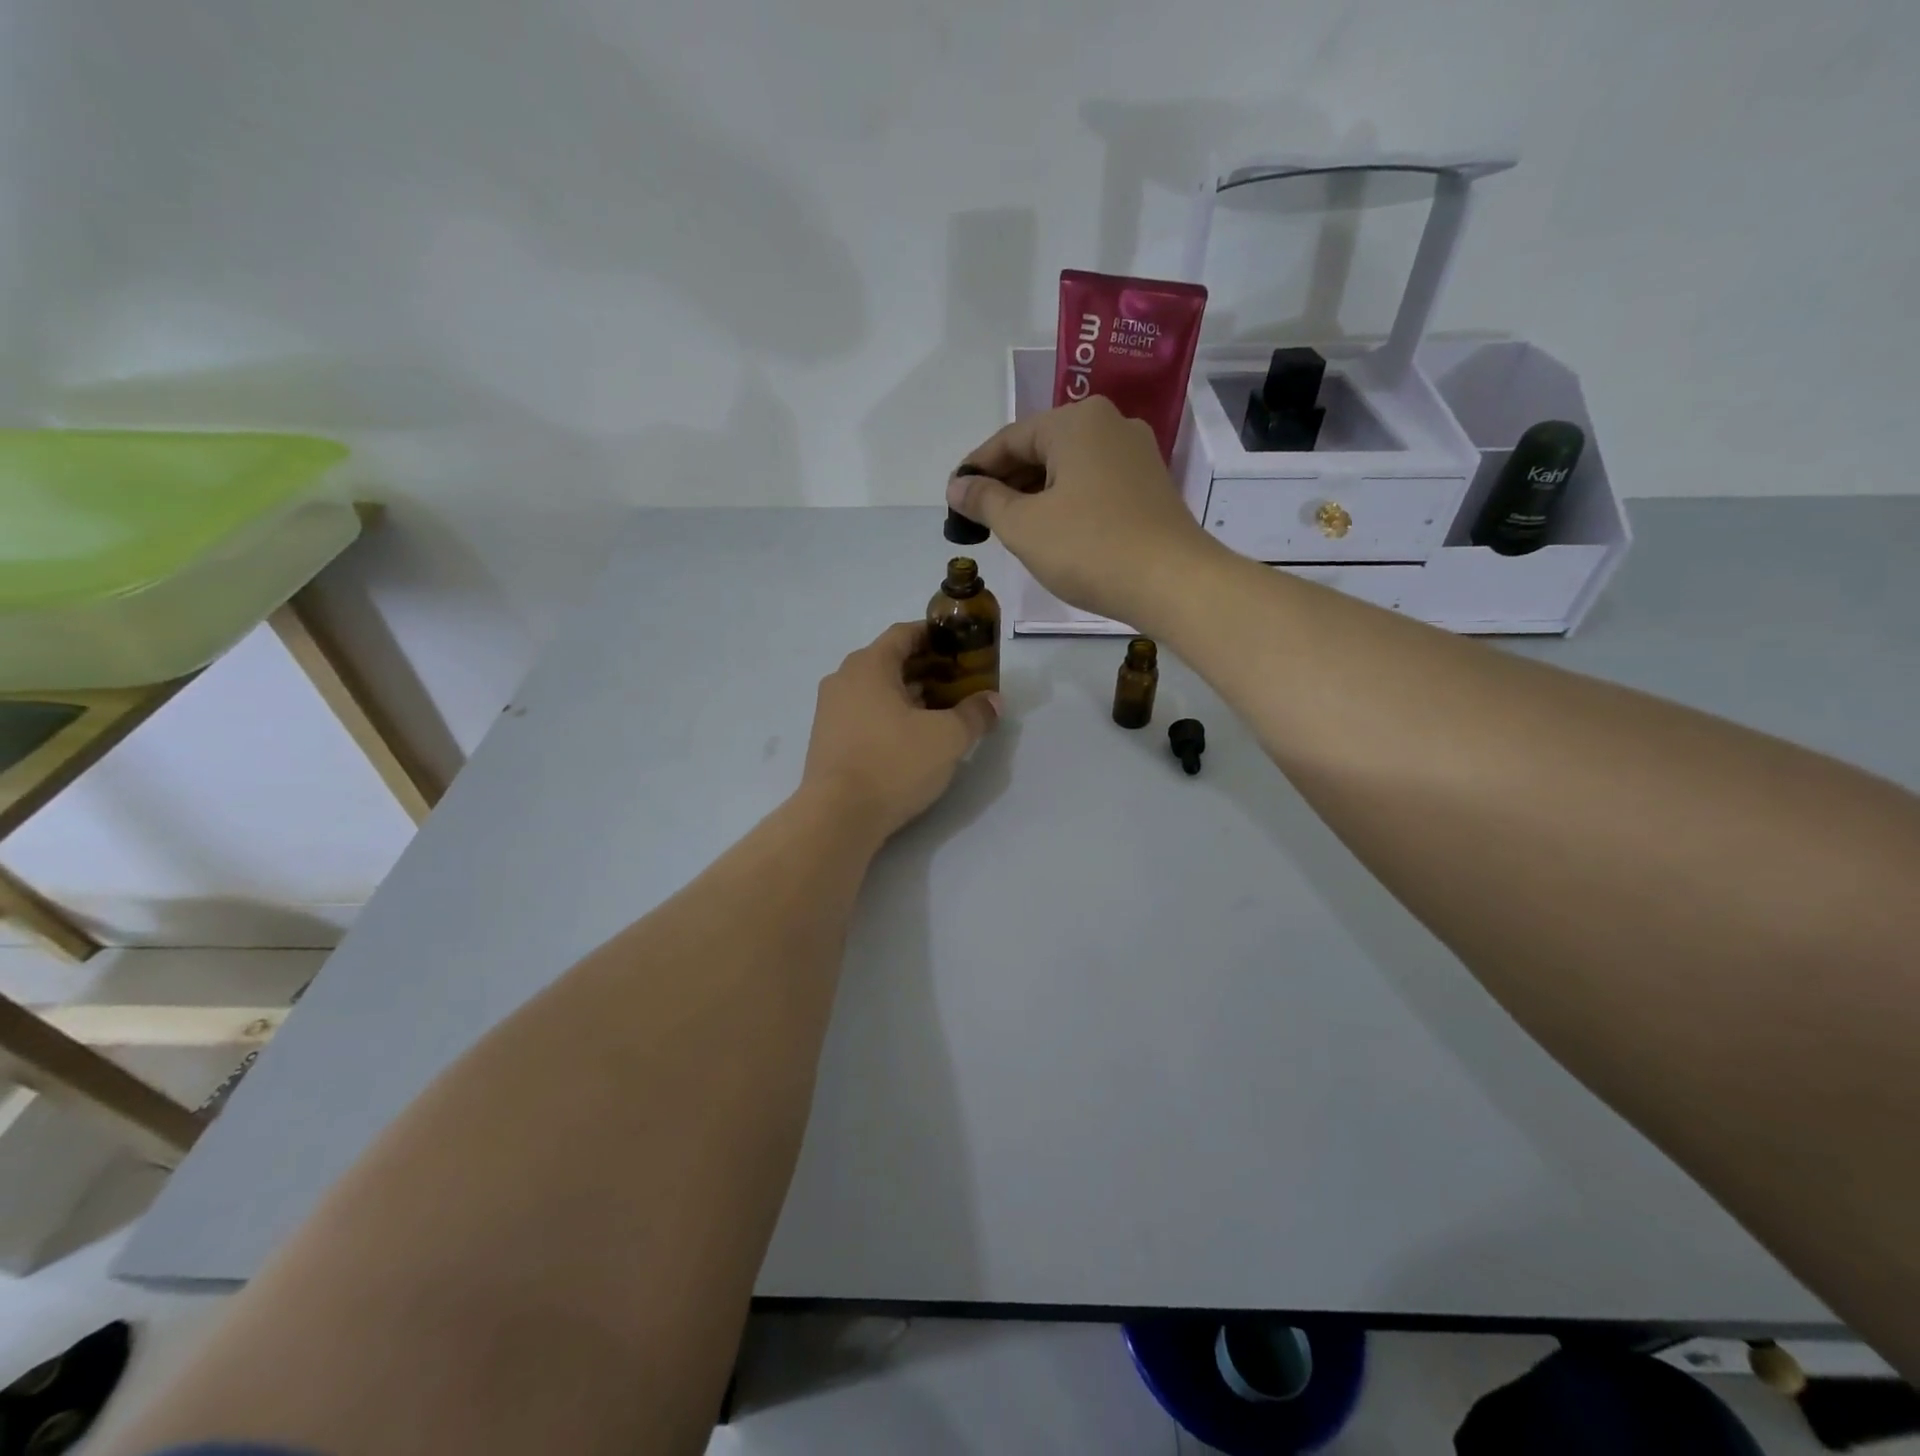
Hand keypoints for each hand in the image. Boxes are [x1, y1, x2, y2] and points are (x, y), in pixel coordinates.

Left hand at [802, 622, 999, 840]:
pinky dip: (892, 716)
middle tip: (962, 683)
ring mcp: (831, 711)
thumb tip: (993, 702)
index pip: (905, 633)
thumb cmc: (894, 763)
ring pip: (878, 690)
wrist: (838, 817)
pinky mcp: (829, 740)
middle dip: (929, 669)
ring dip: (912, 695)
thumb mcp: (947, 738)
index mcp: (868, 665)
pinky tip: (915, 737)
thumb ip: (974, 714)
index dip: (937, 636)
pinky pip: (866, 714)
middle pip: (891, 661)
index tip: (963, 647)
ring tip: (944, 712)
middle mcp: (843, 679)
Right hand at [947, 396, 1220, 626]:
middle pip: (1041, 448)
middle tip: (978, 517)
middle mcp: (1110, 424)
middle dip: (1006, 482)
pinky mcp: (1150, 485)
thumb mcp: (1023, 526)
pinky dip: (1066, 501)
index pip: (1009, 439)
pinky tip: (1052, 530)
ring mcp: (1136, 454)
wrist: (1173, 583)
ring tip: (1009, 527)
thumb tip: (957, 486)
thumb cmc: (1089, 548)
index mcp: (1076, 421)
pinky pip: (1094, 483)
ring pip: (1069, 467)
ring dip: (1035, 493)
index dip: (976, 469)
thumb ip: (985, 501)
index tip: (954, 498)